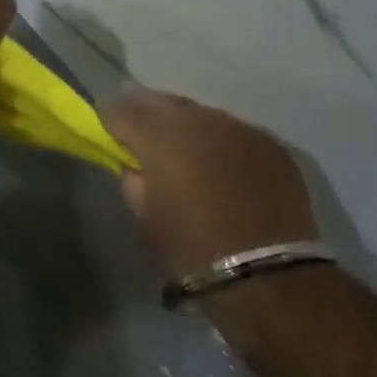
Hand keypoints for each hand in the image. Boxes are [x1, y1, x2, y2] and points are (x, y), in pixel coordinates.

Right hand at [102, 91, 318, 279]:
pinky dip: (221, 143)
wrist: (266, 274)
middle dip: (147, 112)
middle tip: (138, 126)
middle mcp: (199, 119)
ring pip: (202, 116)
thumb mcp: (144, 216)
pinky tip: (221, 162)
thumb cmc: (190, 248)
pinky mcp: (271, 146)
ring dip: (187, 127)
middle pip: (164, 103)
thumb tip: (136, 165)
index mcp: (160, 135)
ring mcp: (239, 128)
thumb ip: (133, 180)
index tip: (105, 126)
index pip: (123, 110)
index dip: (110, 117)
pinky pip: (235, 134)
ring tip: (182, 146)